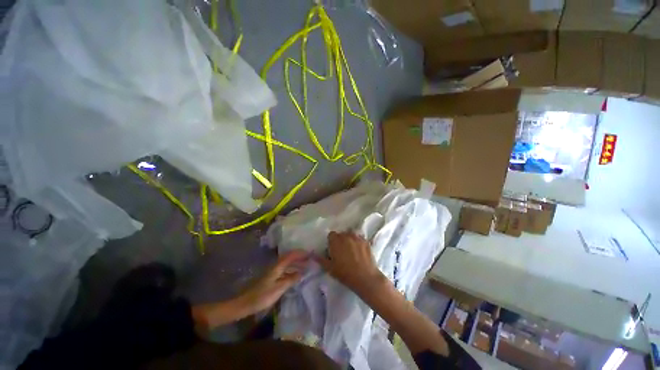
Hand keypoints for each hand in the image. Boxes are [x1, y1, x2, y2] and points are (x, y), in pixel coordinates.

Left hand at [237, 250, 308, 314]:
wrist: (246, 303)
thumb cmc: (262, 296)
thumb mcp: (279, 288)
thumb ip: (291, 279)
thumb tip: (302, 273)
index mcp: (277, 266)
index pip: (291, 255)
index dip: (301, 253)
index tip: (310, 254)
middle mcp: (276, 266)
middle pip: (289, 256)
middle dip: (300, 256)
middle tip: (310, 258)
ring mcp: (274, 271)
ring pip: (287, 262)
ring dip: (297, 262)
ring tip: (306, 265)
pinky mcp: (272, 277)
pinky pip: (285, 269)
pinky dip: (293, 269)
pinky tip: (296, 274)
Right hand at [315, 231, 386, 294]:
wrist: (365, 277)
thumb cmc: (344, 273)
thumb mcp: (329, 268)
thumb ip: (320, 259)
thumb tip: (312, 254)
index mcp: (336, 240)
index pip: (331, 235)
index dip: (331, 241)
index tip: (332, 249)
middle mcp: (346, 235)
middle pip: (341, 234)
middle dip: (340, 240)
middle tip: (341, 251)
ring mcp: (357, 237)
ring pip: (351, 235)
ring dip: (349, 240)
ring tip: (351, 250)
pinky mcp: (366, 241)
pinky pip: (360, 238)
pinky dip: (358, 242)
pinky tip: (360, 251)